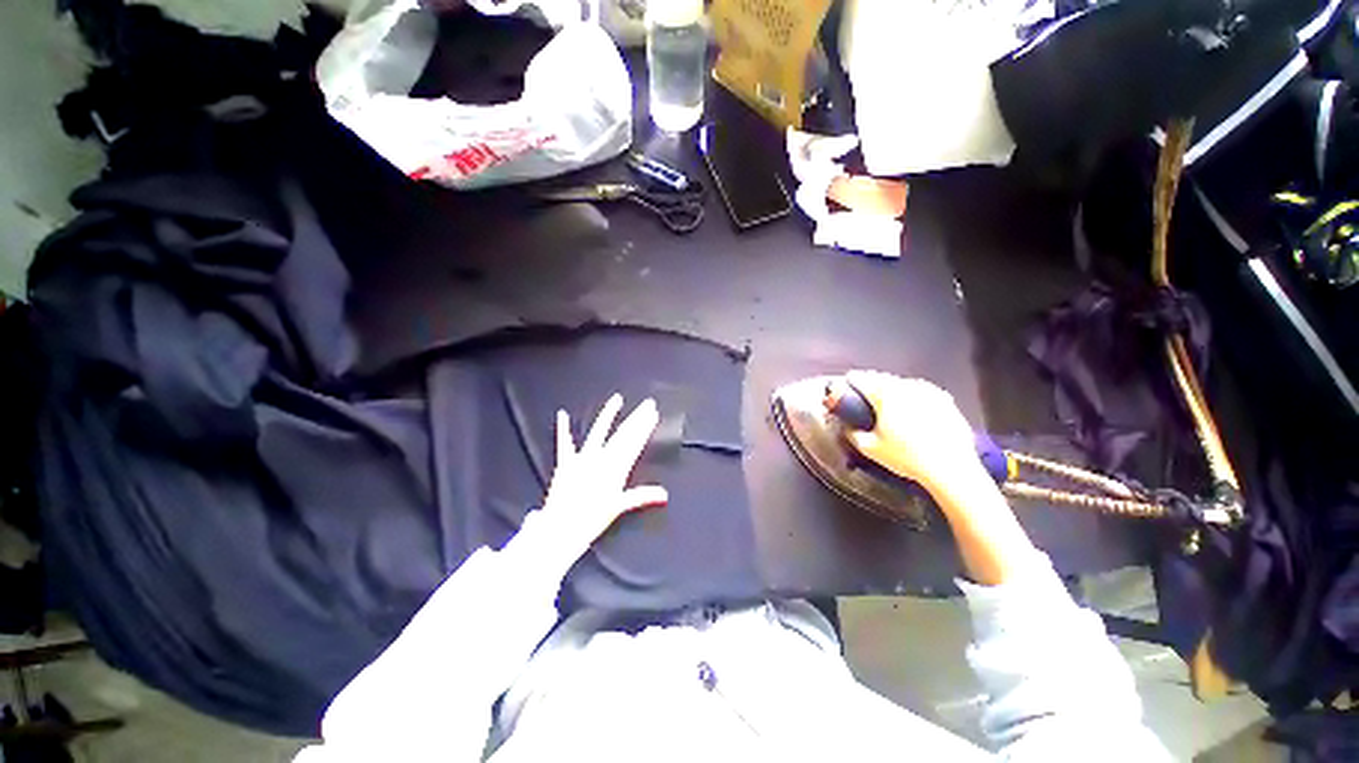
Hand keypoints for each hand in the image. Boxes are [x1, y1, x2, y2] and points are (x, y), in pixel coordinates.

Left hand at [540, 395, 668, 550]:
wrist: (561, 526)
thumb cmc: (592, 519)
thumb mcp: (619, 507)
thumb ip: (641, 496)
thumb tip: (664, 495)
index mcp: (615, 468)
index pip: (635, 443)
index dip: (645, 427)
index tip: (653, 414)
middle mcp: (601, 458)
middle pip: (622, 434)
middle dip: (636, 418)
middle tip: (647, 404)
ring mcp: (583, 458)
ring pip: (598, 432)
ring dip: (608, 414)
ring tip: (617, 399)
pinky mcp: (566, 462)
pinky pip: (564, 443)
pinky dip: (563, 429)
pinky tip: (562, 414)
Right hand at [839, 371, 982, 495]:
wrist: (950, 468)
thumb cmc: (906, 457)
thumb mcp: (869, 449)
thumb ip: (853, 434)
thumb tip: (847, 428)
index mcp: (884, 396)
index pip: (862, 380)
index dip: (852, 379)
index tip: (848, 380)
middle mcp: (906, 388)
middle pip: (883, 378)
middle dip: (872, 381)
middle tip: (865, 389)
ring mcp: (928, 393)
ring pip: (904, 383)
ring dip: (893, 386)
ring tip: (888, 396)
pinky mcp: (946, 401)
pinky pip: (924, 391)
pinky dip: (914, 394)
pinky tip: (913, 404)